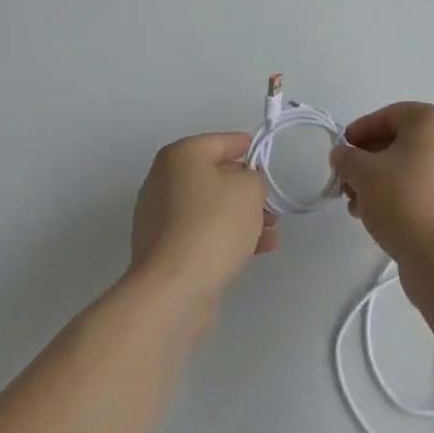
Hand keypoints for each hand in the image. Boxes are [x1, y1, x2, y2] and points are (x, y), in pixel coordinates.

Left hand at [129, 133, 277, 307]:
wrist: (173, 290)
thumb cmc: (213, 225)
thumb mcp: (249, 189)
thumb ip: (254, 178)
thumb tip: (243, 186)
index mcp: (180, 156)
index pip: (221, 142)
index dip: (248, 148)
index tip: (267, 159)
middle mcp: (164, 181)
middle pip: (216, 177)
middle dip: (247, 190)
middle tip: (273, 203)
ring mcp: (160, 218)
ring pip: (211, 208)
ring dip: (242, 216)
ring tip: (273, 232)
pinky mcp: (164, 250)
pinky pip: (202, 233)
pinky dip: (227, 236)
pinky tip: (258, 250)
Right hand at [330, 103, 433, 264]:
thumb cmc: (403, 200)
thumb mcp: (363, 173)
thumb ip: (347, 157)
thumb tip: (342, 155)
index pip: (390, 116)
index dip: (361, 131)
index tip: (341, 150)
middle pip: (402, 143)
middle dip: (369, 162)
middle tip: (346, 182)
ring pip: (413, 168)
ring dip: (381, 182)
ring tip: (357, 206)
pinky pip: (427, 189)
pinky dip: (403, 196)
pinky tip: (380, 218)